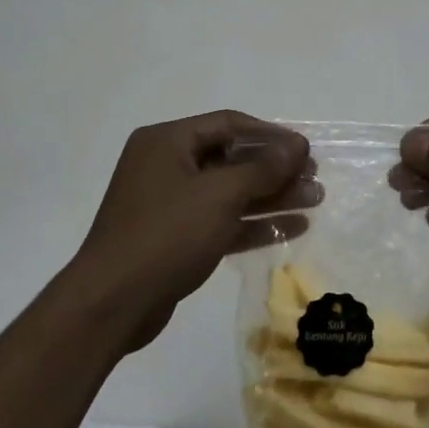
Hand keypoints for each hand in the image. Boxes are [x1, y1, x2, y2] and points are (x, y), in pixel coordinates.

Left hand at [66, 112, 318, 351]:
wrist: (113, 303)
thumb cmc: (167, 234)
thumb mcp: (220, 194)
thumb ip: (262, 168)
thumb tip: (296, 146)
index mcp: (167, 142)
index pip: (228, 124)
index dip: (270, 135)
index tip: (305, 148)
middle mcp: (166, 166)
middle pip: (232, 158)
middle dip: (275, 168)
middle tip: (315, 177)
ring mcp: (170, 204)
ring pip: (231, 192)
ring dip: (272, 196)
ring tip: (315, 200)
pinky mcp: (177, 238)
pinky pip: (222, 220)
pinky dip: (255, 222)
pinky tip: (293, 226)